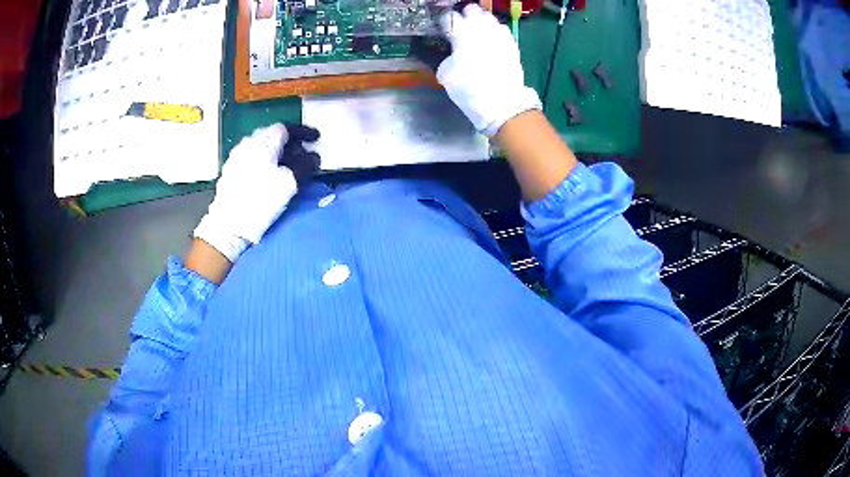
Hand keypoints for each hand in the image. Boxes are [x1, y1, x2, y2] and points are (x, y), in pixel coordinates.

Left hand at [193, 123, 320, 261]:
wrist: (229, 225)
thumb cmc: (260, 201)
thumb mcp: (289, 184)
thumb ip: (305, 166)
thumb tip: (313, 157)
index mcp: (264, 141)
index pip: (287, 128)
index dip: (304, 132)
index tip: (316, 139)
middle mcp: (249, 143)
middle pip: (273, 135)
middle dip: (291, 143)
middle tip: (303, 154)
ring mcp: (237, 156)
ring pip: (262, 145)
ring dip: (277, 152)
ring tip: (287, 166)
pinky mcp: (231, 170)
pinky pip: (253, 156)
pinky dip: (265, 160)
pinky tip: (270, 174)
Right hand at [436, 4, 540, 135]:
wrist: (502, 102)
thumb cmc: (469, 89)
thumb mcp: (446, 75)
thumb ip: (446, 58)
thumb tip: (450, 54)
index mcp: (462, 35)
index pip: (451, 18)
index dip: (446, 20)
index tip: (444, 24)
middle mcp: (481, 30)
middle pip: (473, 11)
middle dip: (466, 14)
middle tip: (461, 20)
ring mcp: (499, 36)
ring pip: (489, 17)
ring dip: (482, 19)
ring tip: (477, 25)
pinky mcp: (511, 44)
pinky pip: (502, 29)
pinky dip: (495, 29)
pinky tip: (492, 35)